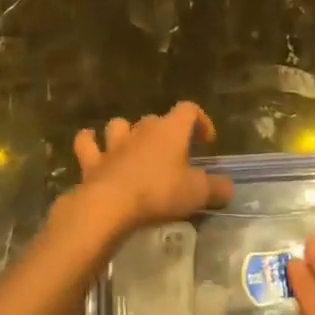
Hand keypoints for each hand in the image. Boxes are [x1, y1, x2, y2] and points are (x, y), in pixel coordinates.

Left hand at [70, 102, 232, 239]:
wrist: (110, 205)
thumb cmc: (159, 193)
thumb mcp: (197, 193)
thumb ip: (216, 188)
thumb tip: (227, 187)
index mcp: (170, 130)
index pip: (189, 109)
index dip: (200, 120)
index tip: (206, 141)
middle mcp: (142, 130)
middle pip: (155, 119)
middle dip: (165, 132)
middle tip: (173, 154)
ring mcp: (114, 144)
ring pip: (119, 125)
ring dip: (126, 132)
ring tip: (132, 146)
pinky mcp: (92, 162)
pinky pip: (87, 144)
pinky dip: (89, 142)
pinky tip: (91, 144)